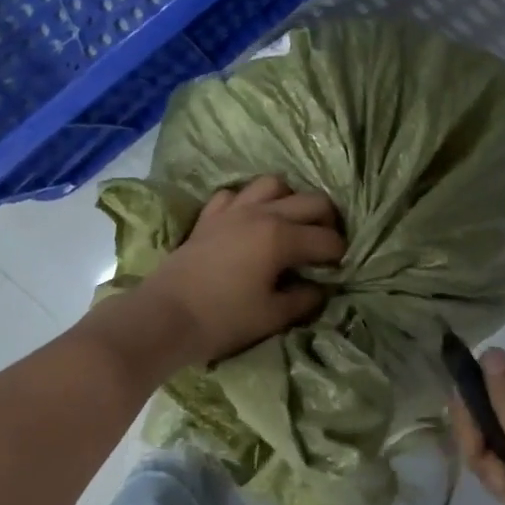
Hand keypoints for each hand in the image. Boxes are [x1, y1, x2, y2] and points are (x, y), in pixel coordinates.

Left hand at [131, 175, 344, 367]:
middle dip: (328, 220)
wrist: (164, 317)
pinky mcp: (209, 217)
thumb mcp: (272, 316)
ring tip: (291, 224)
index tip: (340, 268)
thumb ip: (303, 299)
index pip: (326, 238)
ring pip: (273, 184)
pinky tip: (249, 222)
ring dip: (290, 199)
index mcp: (281, 237)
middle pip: (310, 200)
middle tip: (326, 244)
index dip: (339, 253)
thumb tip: (320, 288)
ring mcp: (233, 210)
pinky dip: (248, 202)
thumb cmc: (222, 320)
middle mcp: (261, 213)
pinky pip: (235, 195)